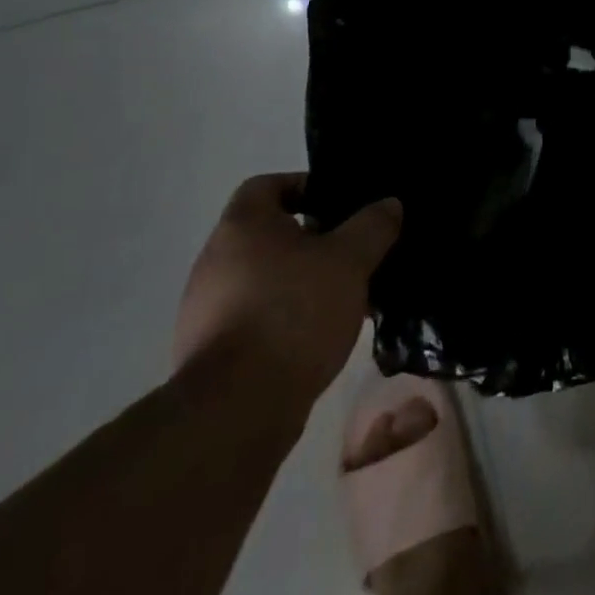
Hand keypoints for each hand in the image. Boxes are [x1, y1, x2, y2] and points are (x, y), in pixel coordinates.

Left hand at [172, 174, 401, 416]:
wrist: (236, 409)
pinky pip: (255, 317)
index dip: (305, 186)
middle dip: (313, 240)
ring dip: (301, 282)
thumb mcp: (350, 260)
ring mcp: (206, 309)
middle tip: (352, 251)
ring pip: (264, 278)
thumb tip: (389, 204)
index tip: (339, 204)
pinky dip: (285, 318)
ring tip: (344, 297)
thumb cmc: (294, 313)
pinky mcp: (210, 352)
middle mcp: (215, 261)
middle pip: (268, 234)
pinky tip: (318, 335)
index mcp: (242, 227)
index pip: (267, 185)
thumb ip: (373, 226)